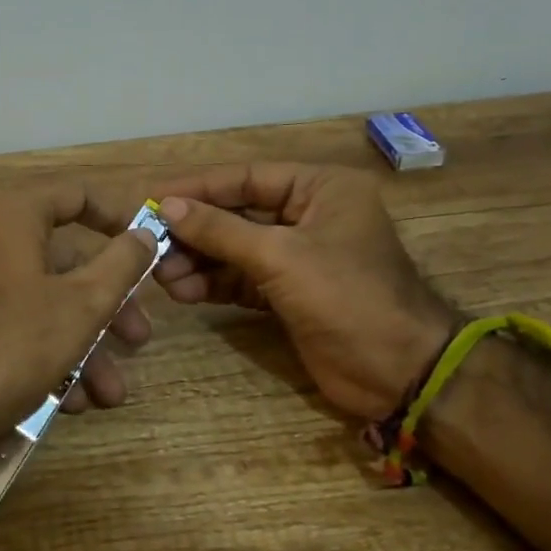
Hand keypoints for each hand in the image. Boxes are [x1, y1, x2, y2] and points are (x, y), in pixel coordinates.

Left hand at [0, 180, 160, 467]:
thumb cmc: (17, 342)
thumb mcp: (84, 303)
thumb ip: (122, 263)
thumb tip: (145, 233)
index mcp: (15, 218)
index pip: (77, 196)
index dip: (118, 217)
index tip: (149, 246)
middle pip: (70, 263)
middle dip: (111, 308)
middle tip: (139, 338)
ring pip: (52, 304)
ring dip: (89, 347)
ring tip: (112, 393)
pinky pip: (26, 328)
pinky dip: (56, 358)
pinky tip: (77, 401)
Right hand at [152, 163, 456, 418]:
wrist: (399, 373)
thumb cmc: (347, 297)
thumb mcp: (280, 257)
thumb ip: (221, 230)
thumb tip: (168, 207)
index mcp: (320, 189)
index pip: (247, 178)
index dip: (198, 188)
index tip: (154, 199)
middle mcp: (309, 215)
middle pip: (237, 214)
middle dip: (195, 232)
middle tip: (152, 245)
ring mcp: (298, 256)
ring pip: (236, 249)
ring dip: (199, 261)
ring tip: (162, 276)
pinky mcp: (289, 293)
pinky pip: (242, 279)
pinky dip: (214, 284)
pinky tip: (184, 292)